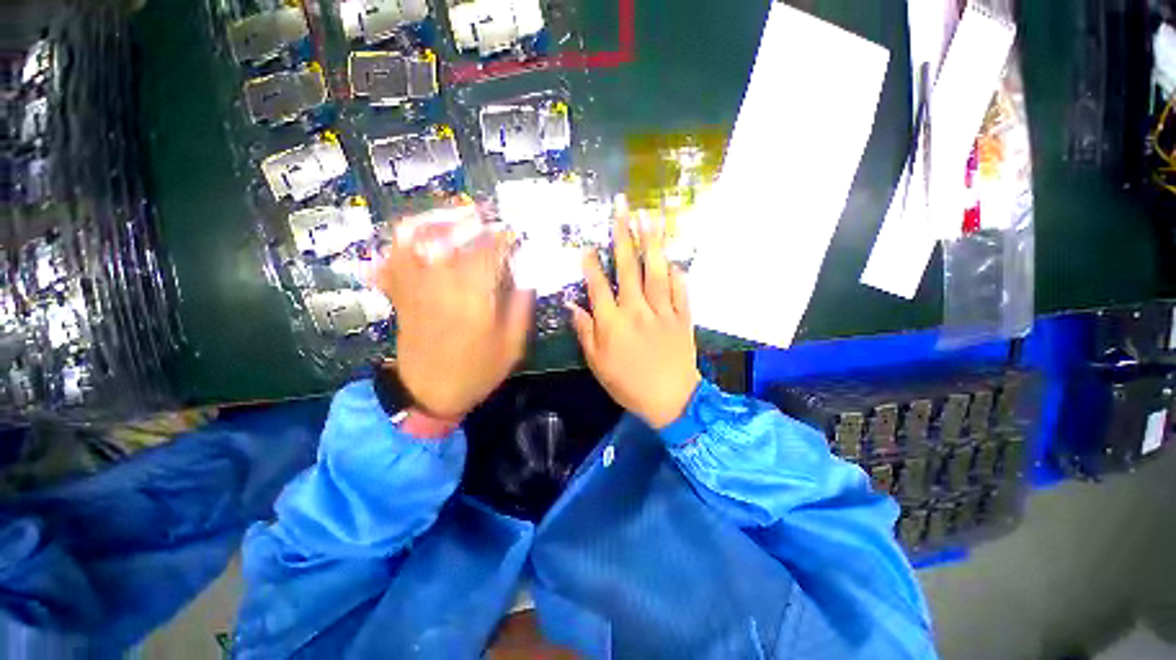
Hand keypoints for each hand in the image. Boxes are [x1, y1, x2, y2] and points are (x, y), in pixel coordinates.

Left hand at [373, 206, 533, 420]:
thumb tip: (527, 275)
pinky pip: (393, 256)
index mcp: (474, 300)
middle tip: (491, 216)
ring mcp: (415, 286)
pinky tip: (423, 233)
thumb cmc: (477, 371)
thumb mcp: (512, 345)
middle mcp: (441, 285)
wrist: (428, 393)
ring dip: (437, 219)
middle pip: (453, 237)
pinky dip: (405, 238)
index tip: (517, 234)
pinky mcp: (400, 293)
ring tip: (457, 213)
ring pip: (416, 238)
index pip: (490, 253)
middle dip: (475, 221)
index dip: (505, 238)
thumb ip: (521, 307)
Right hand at [568, 197, 700, 428]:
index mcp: (613, 323)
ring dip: (651, 243)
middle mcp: (636, 310)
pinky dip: (676, 273)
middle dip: (622, 235)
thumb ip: (585, 332)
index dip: (590, 265)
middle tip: (621, 209)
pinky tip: (671, 258)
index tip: (586, 245)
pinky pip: (680, 289)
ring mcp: (662, 311)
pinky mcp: (682, 317)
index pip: (598, 286)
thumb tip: (573, 305)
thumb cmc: (628, 384)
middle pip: (628, 268)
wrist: (671, 400)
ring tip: (648, 217)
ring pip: (655, 271)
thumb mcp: (598, 364)